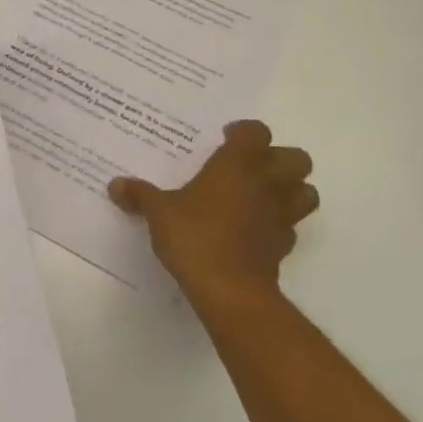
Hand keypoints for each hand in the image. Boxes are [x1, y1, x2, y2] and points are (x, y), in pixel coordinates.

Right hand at [108, 120, 318, 304]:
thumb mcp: (159, 213)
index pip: (255, 132)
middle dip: (279, 159)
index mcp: (237, 164)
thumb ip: (140, 195)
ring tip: (263, 196)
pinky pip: (291, 226)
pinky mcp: (285, 245)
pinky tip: (256, 230)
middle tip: (250, 167)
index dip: (243, 132)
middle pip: (296, 158)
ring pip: (307, 192)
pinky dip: (279, 224)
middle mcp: (266, 183)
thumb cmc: (194, 237)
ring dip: (292, 190)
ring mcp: (281, 215)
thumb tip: (115, 185)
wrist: (229, 289)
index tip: (225, 139)